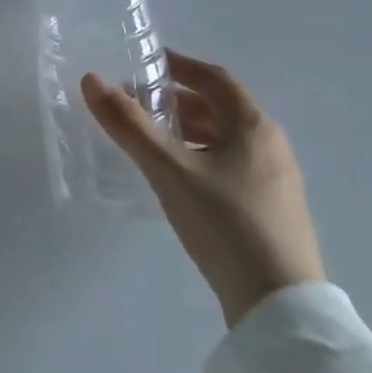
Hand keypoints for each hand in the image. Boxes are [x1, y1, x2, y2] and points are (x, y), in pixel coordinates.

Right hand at [81, 50, 324, 327]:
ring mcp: (276, 182)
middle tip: (138, 105)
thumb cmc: (226, 224)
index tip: (148, 63)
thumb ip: (129, 126)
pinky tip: (179, 181)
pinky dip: (201, 159)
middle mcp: (271, 146)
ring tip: (151, 142)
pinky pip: (231, 167)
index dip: (180, 66)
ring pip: (225, 141)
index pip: (215, 79)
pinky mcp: (272, 212)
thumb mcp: (169, 171)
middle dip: (177, 102)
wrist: (280, 309)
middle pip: (219, 109)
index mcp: (254, 126)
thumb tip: (91, 80)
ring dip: (188, 132)